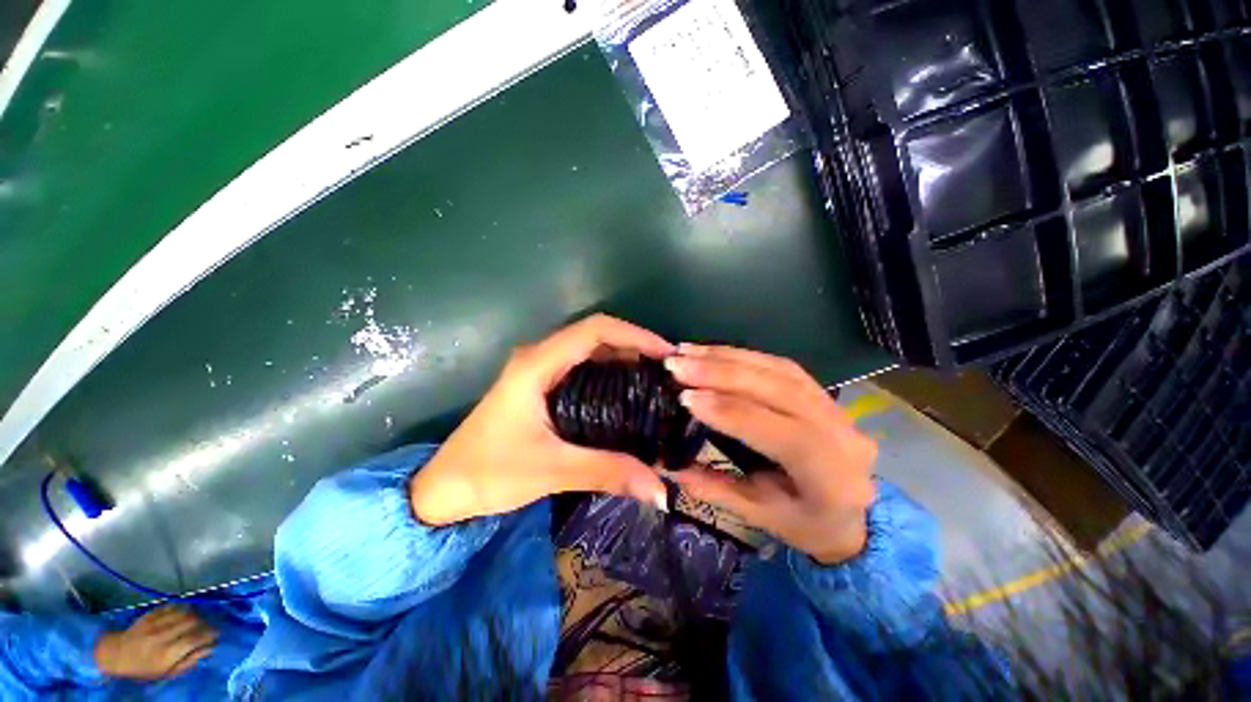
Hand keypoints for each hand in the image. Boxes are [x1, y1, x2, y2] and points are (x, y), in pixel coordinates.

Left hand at [93, 606, 217, 680]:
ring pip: (182, 612)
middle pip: (191, 622)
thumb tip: (208, 650)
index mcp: (168, 653)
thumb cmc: (144, 669)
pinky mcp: (150, 614)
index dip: (209, 635)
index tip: (217, 635)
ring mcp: (155, 623)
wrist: (116, 655)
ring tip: (198, 619)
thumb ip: (188, 662)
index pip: (195, 639)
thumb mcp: (166, 673)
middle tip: (209, 627)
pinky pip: (170, 607)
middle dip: (204, 623)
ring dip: (194, 614)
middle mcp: (163, 635)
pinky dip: (180, 608)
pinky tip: (183, 612)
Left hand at [410, 314, 672, 525]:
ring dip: (625, 359)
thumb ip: (607, 472)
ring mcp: (540, 370)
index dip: (635, 335)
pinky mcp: (542, 386)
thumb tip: (661, 489)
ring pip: (591, 351)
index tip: (666, 354)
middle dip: (635, 346)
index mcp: (537, 364)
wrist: (442, 489)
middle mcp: (540, 357)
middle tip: (668, 372)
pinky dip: (610, 374)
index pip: (594, 329)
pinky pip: (584, 368)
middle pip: (596, 336)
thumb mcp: (551, 470)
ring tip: (657, 381)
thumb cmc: (487, 473)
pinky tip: (629, 395)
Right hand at [663, 344, 876, 564]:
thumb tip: (665, 464)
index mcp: (833, 478)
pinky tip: (713, 352)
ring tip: (688, 352)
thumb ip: (714, 488)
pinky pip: (780, 366)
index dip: (733, 413)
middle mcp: (843, 434)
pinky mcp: (820, 391)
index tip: (687, 398)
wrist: (854, 514)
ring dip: (728, 357)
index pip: (783, 435)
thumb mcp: (760, 517)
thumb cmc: (807, 524)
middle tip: (678, 364)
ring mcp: (836, 407)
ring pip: (780, 370)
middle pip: (781, 390)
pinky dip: (743, 355)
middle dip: (723, 373)